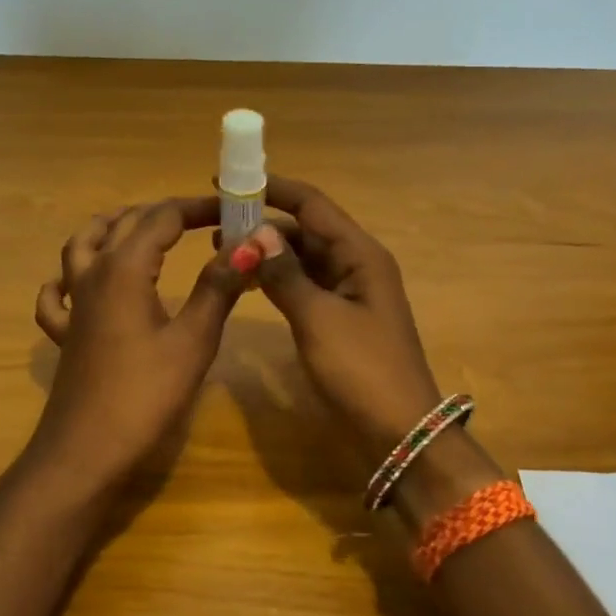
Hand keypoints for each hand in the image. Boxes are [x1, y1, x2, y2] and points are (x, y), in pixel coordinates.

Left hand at [31, 197, 252, 490]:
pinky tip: (79, 284)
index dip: (198, 209)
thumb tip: (249, 245)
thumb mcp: (193, 340)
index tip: (233, 211)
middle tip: (202, 221)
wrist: (86, 451)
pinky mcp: (65, 335)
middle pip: (124, 224)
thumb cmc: (145, 395)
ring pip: (82, 246)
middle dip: (164, 214)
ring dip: (111, 228)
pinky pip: (57, 295)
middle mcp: (93, 275)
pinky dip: (67, 279)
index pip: (163, 218)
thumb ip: (218, 288)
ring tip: (139, 228)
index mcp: (125, 269)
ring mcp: (73, 305)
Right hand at [249, 176, 446, 455]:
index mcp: (361, 255)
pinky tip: (252, 284)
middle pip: (308, 230)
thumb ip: (285, 275)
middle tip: (217, 228)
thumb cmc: (362, 370)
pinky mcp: (341, 320)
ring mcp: (350, 294)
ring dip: (270, 254)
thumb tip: (256, 233)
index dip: (273, 189)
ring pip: (305, 260)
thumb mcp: (318, 319)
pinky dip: (280, 280)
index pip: (313, 205)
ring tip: (226, 253)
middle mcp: (358, 265)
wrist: (399, 433)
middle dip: (265, 225)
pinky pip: (307, 286)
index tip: (230, 183)